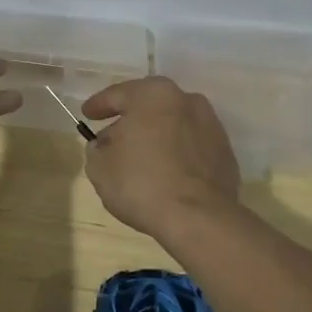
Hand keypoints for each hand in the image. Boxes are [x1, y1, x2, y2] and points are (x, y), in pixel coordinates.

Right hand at [82, 76, 240, 237]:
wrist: (199, 218)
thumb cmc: (141, 183)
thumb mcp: (100, 166)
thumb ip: (97, 148)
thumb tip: (107, 145)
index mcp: (153, 94)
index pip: (118, 94)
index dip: (98, 105)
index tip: (87, 114)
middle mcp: (186, 100)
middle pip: (149, 107)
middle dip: (130, 121)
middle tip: (111, 138)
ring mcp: (210, 125)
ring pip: (173, 125)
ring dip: (156, 136)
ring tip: (140, 159)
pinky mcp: (224, 152)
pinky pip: (191, 147)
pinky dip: (176, 154)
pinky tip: (165, 173)